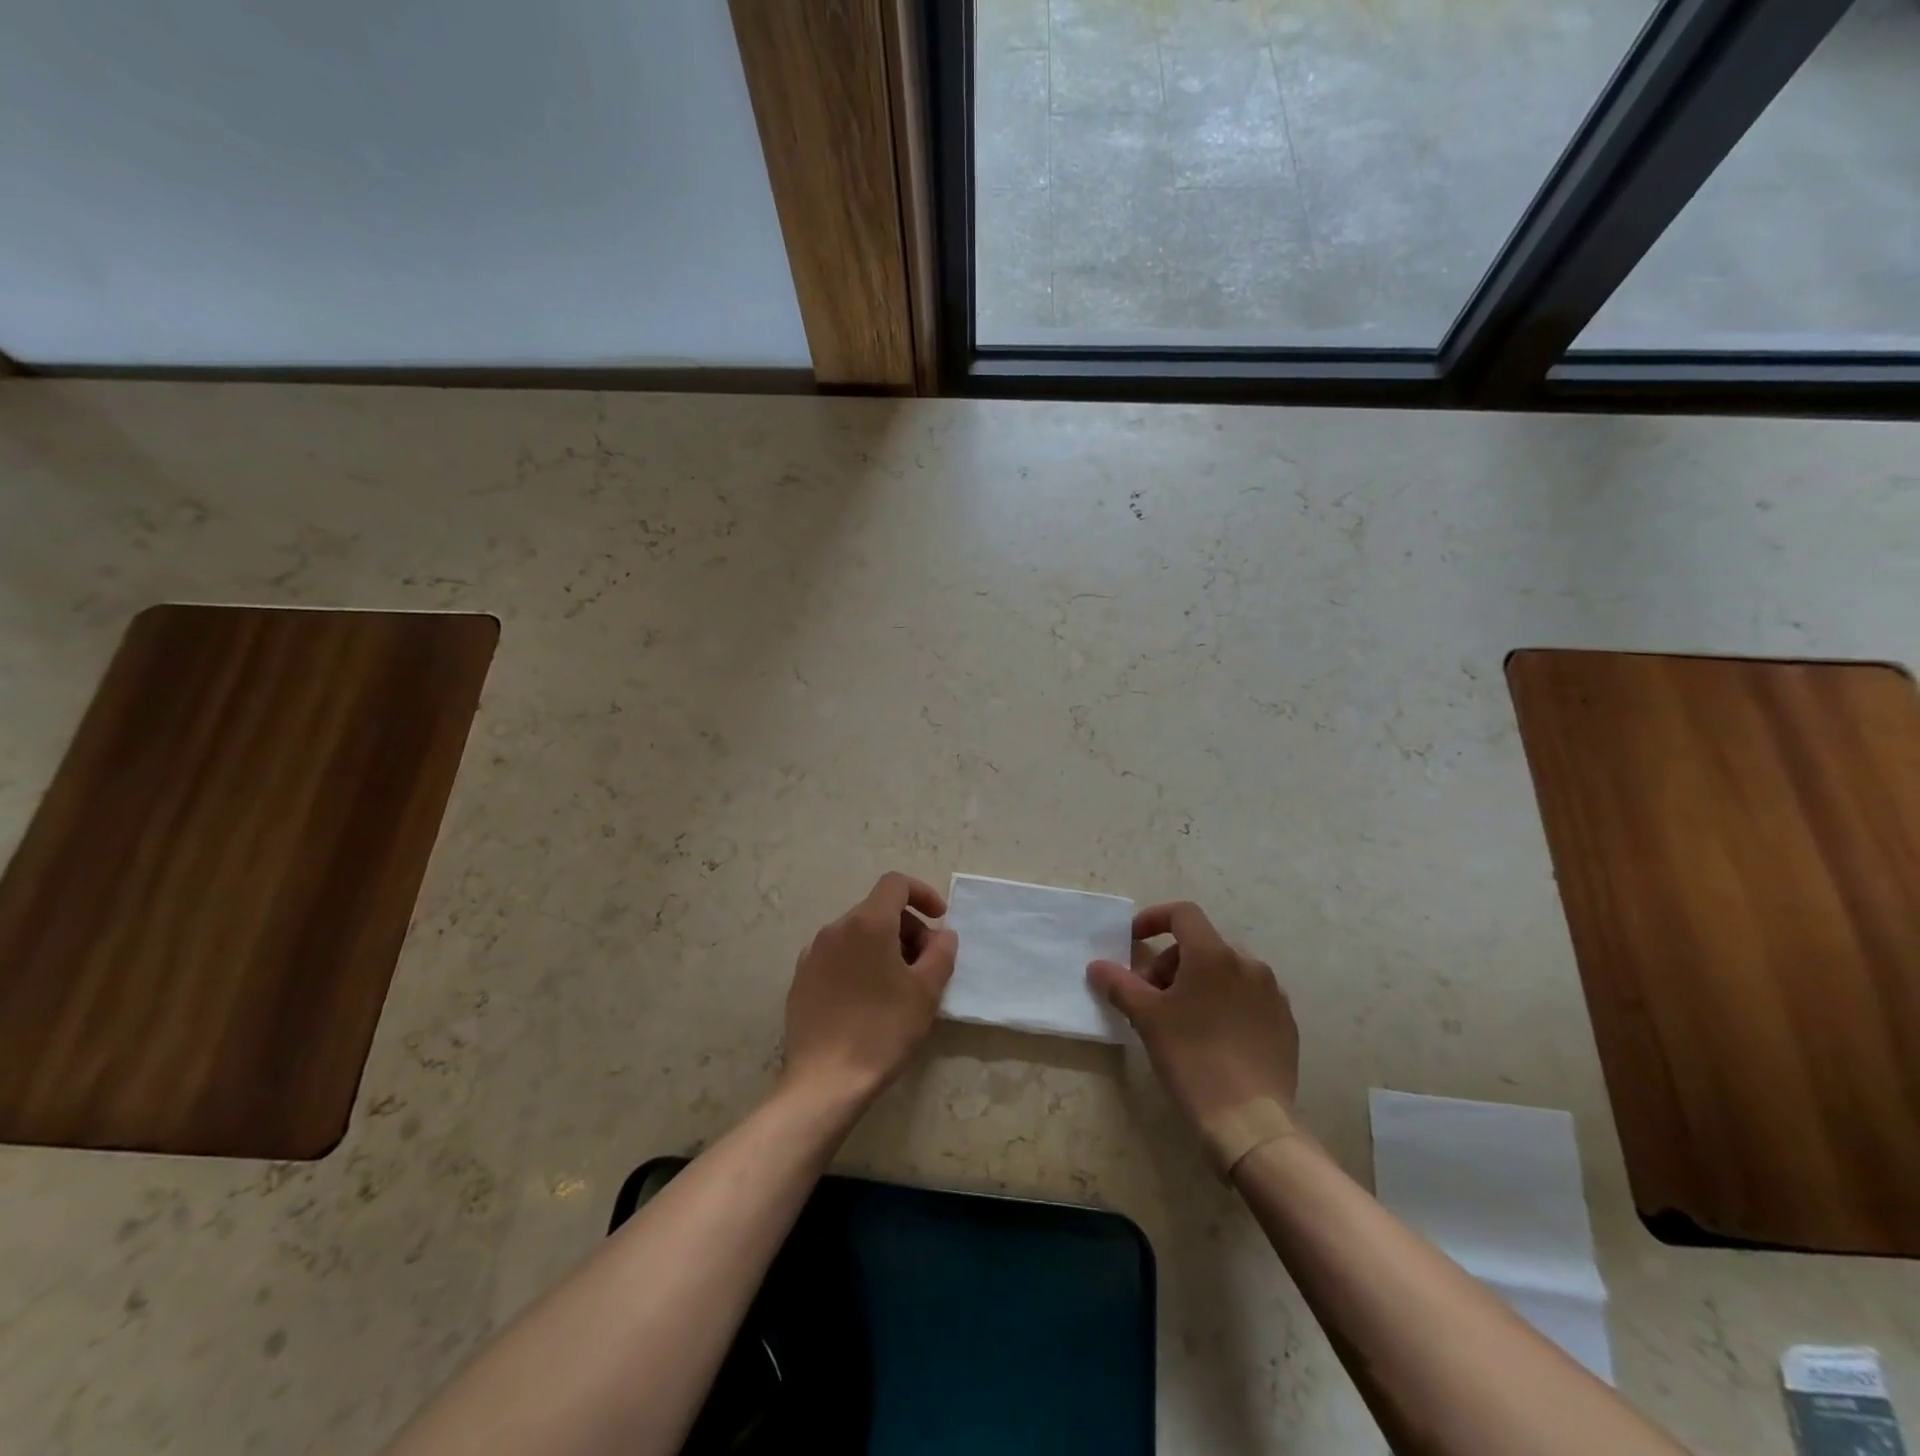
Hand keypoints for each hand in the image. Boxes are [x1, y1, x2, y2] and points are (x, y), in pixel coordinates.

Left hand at [781, 872, 958, 1106]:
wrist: (825, 1081)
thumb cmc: (882, 1030)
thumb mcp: (926, 991)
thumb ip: (941, 953)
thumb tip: (941, 935)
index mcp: (867, 923)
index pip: (895, 884)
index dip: (922, 894)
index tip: (939, 919)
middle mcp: (835, 929)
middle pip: (877, 909)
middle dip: (907, 927)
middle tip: (926, 964)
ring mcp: (813, 954)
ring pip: (857, 934)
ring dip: (884, 946)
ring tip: (899, 984)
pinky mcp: (801, 979)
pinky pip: (837, 956)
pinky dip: (859, 962)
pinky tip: (868, 999)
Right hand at [1087, 901, 1299, 1146]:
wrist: (1249, 1122)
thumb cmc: (1192, 1058)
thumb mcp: (1146, 1018)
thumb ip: (1119, 984)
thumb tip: (1097, 966)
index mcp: (1214, 955)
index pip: (1183, 914)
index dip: (1154, 919)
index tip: (1134, 941)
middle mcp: (1248, 964)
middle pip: (1201, 945)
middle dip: (1171, 963)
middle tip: (1152, 997)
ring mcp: (1272, 993)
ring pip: (1225, 971)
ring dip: (1198, 982)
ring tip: (1181, 1019)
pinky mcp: (1285, 1022)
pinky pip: (1248, 997)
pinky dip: (1224, 1003)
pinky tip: (1213, 1038)